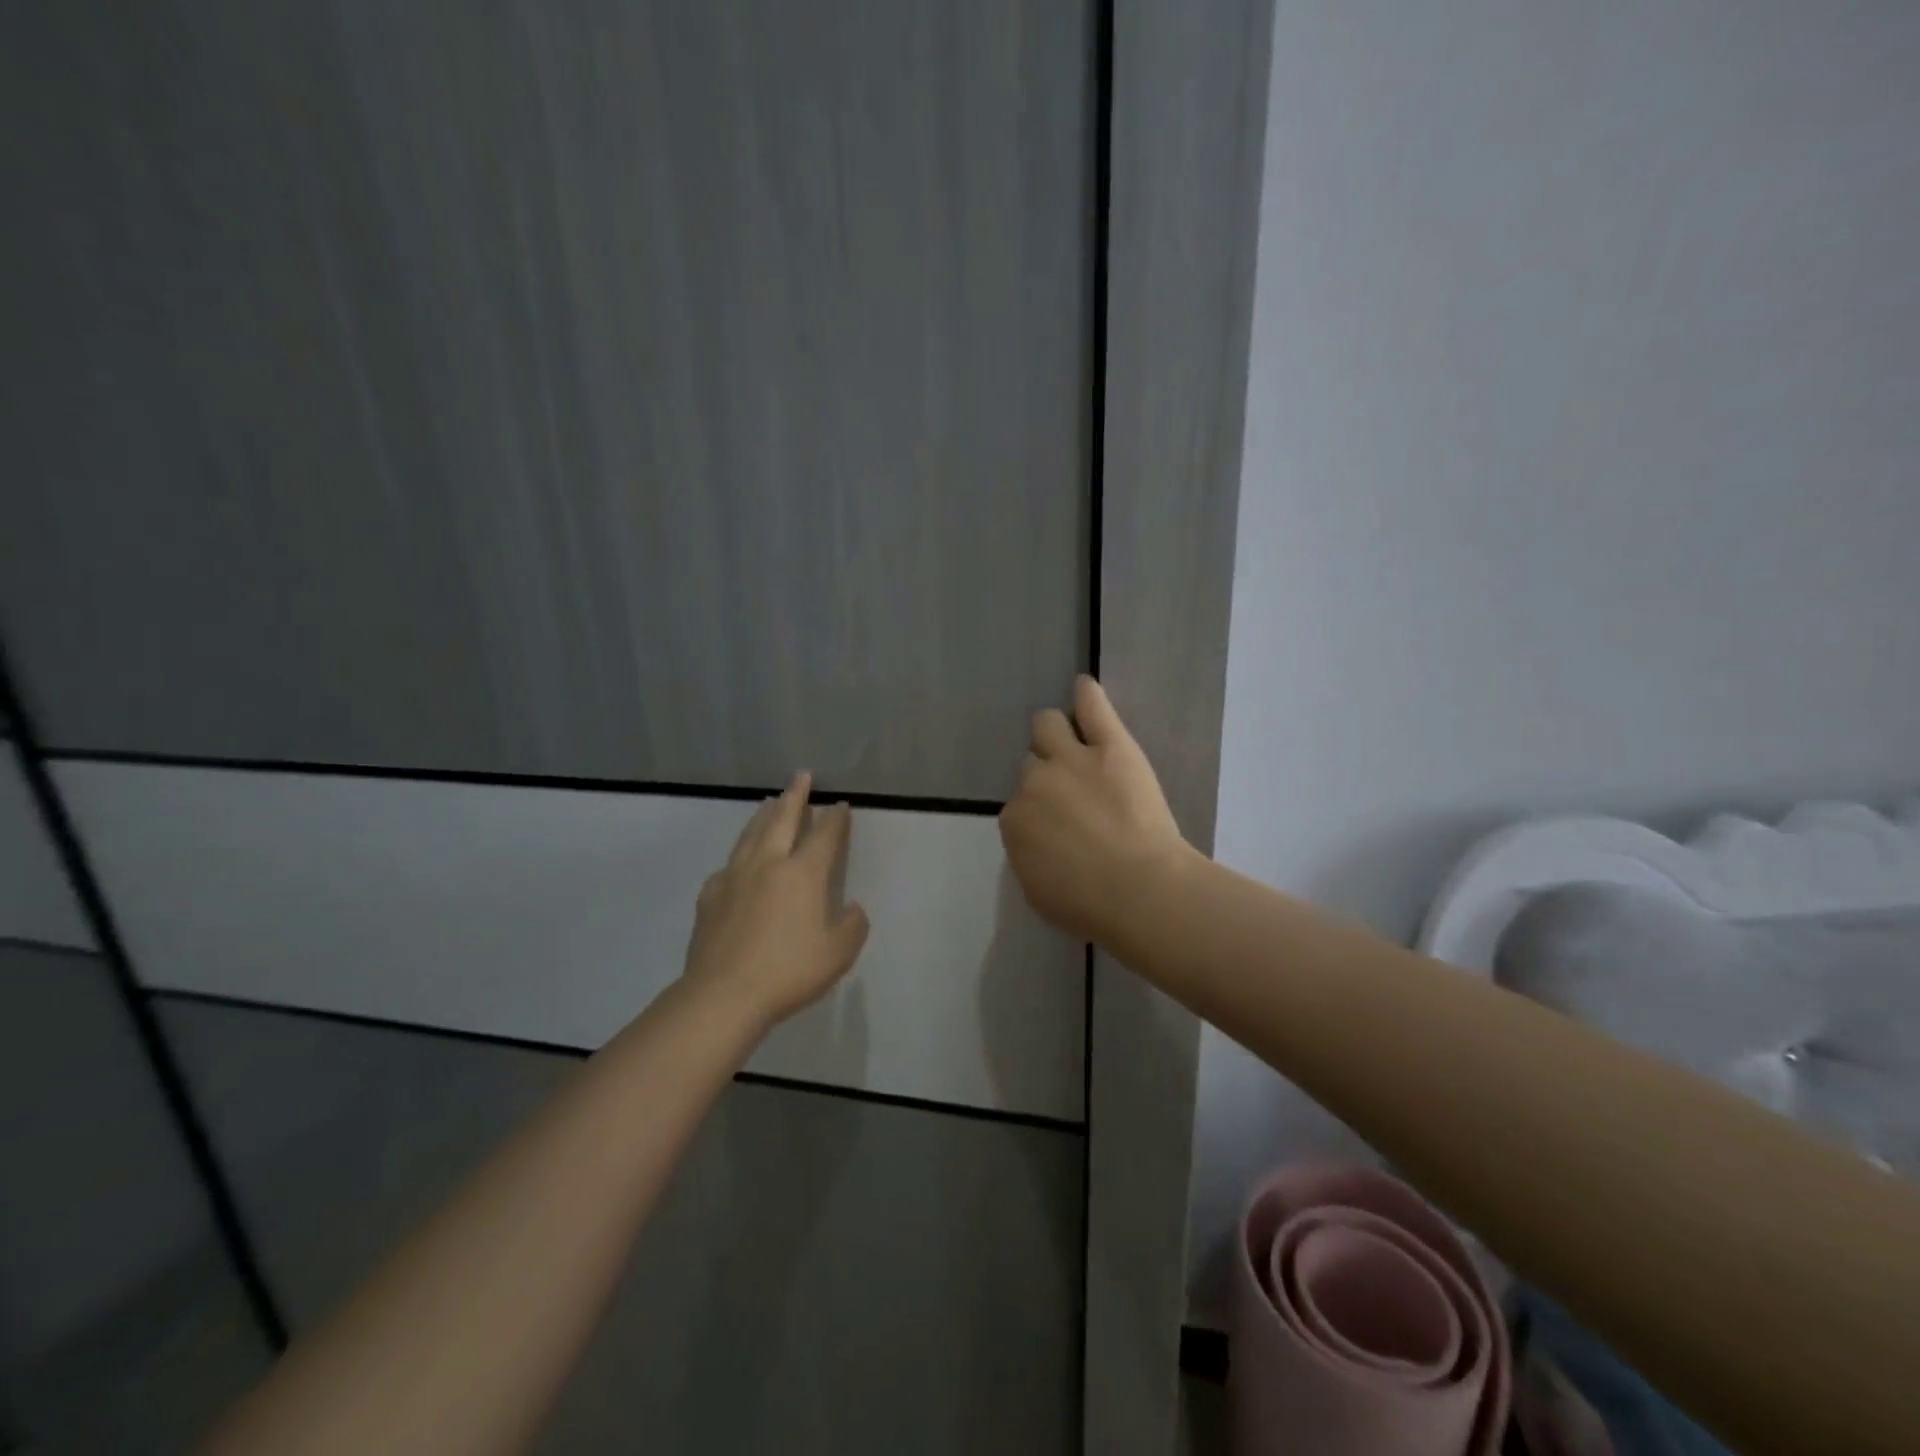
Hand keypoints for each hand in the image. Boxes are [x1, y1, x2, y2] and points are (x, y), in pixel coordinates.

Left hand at [685, 774, 870, 1029]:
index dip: (835, 818)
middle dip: (796, 796)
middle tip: (801, 776)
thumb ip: (853, 925)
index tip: (840, 804)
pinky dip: (740, 852)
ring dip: (764, 813)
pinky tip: (739, 859)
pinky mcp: (710, 895)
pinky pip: (729, 864)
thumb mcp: (838, 954)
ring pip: (752, 833)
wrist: (724, 995)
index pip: (824, 835)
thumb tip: (852, 907)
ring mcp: (735, 876)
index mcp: (803, 874)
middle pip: (783, 819)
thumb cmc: (788, 972)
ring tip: (769, 801)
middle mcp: (769, 864)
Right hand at [999, 676, 1191, 944]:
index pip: (1019, 804)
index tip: (1059, 822)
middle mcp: (1033, 782)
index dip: (1039, 810)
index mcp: (1014, 822)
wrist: (1140, 892)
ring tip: (1074, 741)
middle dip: (1046, 774)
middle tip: (1073, 793)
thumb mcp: (1039, 891)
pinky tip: (1084, 687)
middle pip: (1031, 763)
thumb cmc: (1090, 905)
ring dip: (1055, 735)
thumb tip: (1033, 839)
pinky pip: (1091, 707)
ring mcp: (1071, 759)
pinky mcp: (1109, 745)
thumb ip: (1028, 856)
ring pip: (1047, 726)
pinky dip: (1086, 695)